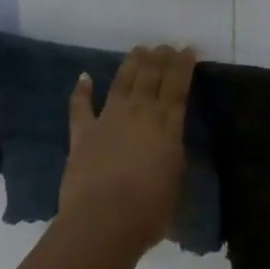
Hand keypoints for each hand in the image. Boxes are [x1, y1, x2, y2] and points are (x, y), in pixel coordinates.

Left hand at [58, 45, 197, 253]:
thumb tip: (170, 141)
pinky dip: (82, 90)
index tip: (188, 49)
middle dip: (160, 57)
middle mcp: (139, 112)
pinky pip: (80, 106)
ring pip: (122, 81)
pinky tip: (84, 77)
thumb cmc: (149, 211)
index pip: (178, 85)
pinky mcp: (83, 133)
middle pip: (151, 75)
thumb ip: (174, 154)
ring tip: (139, 50)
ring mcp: (108, 119)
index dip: (183, 65)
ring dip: (132, 63)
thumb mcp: (177, 182)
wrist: (102, 223)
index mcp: (166, 124)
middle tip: (165, 45)